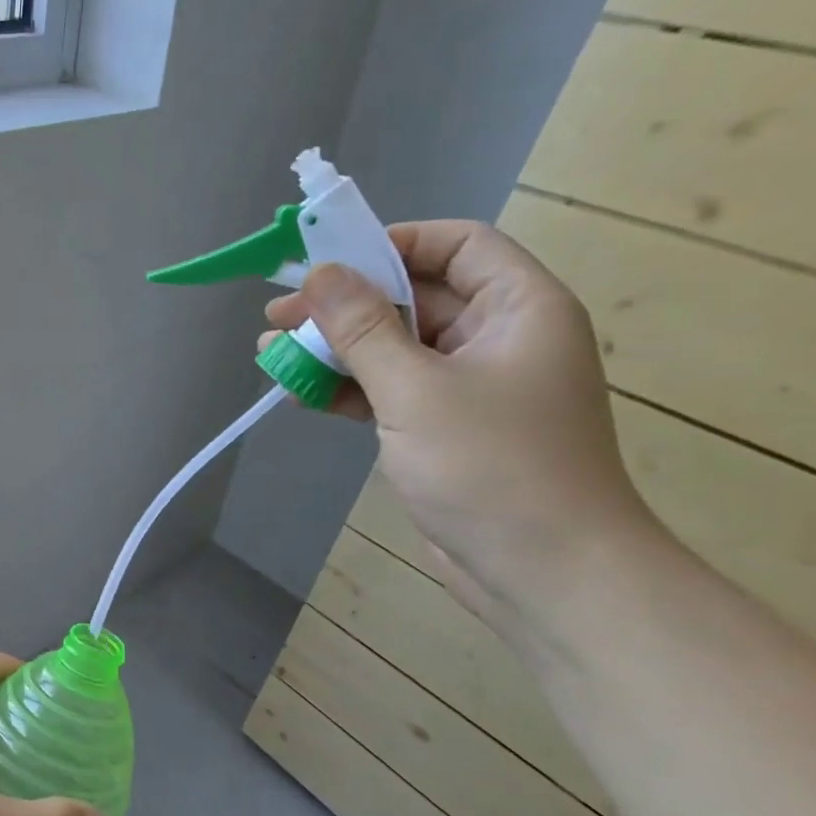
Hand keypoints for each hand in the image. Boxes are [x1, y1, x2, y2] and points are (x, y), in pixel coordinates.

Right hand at [261, 220, 659, 623]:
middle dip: (344, 305)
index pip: (455, 246)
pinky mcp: (444, 430)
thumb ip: (364, 329)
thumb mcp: (416, 390)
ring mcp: (470, 388)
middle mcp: (498, 338)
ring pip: (394, 349)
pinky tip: (301, 392)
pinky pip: (391, 392)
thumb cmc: (491, 466)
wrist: (543, 571)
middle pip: (414, 299)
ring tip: (272, 354)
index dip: (391, 244)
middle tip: (278, 316)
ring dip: (336, 350)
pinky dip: (348, 390)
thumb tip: (321, 272)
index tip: (327, 263)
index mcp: (518, 308)